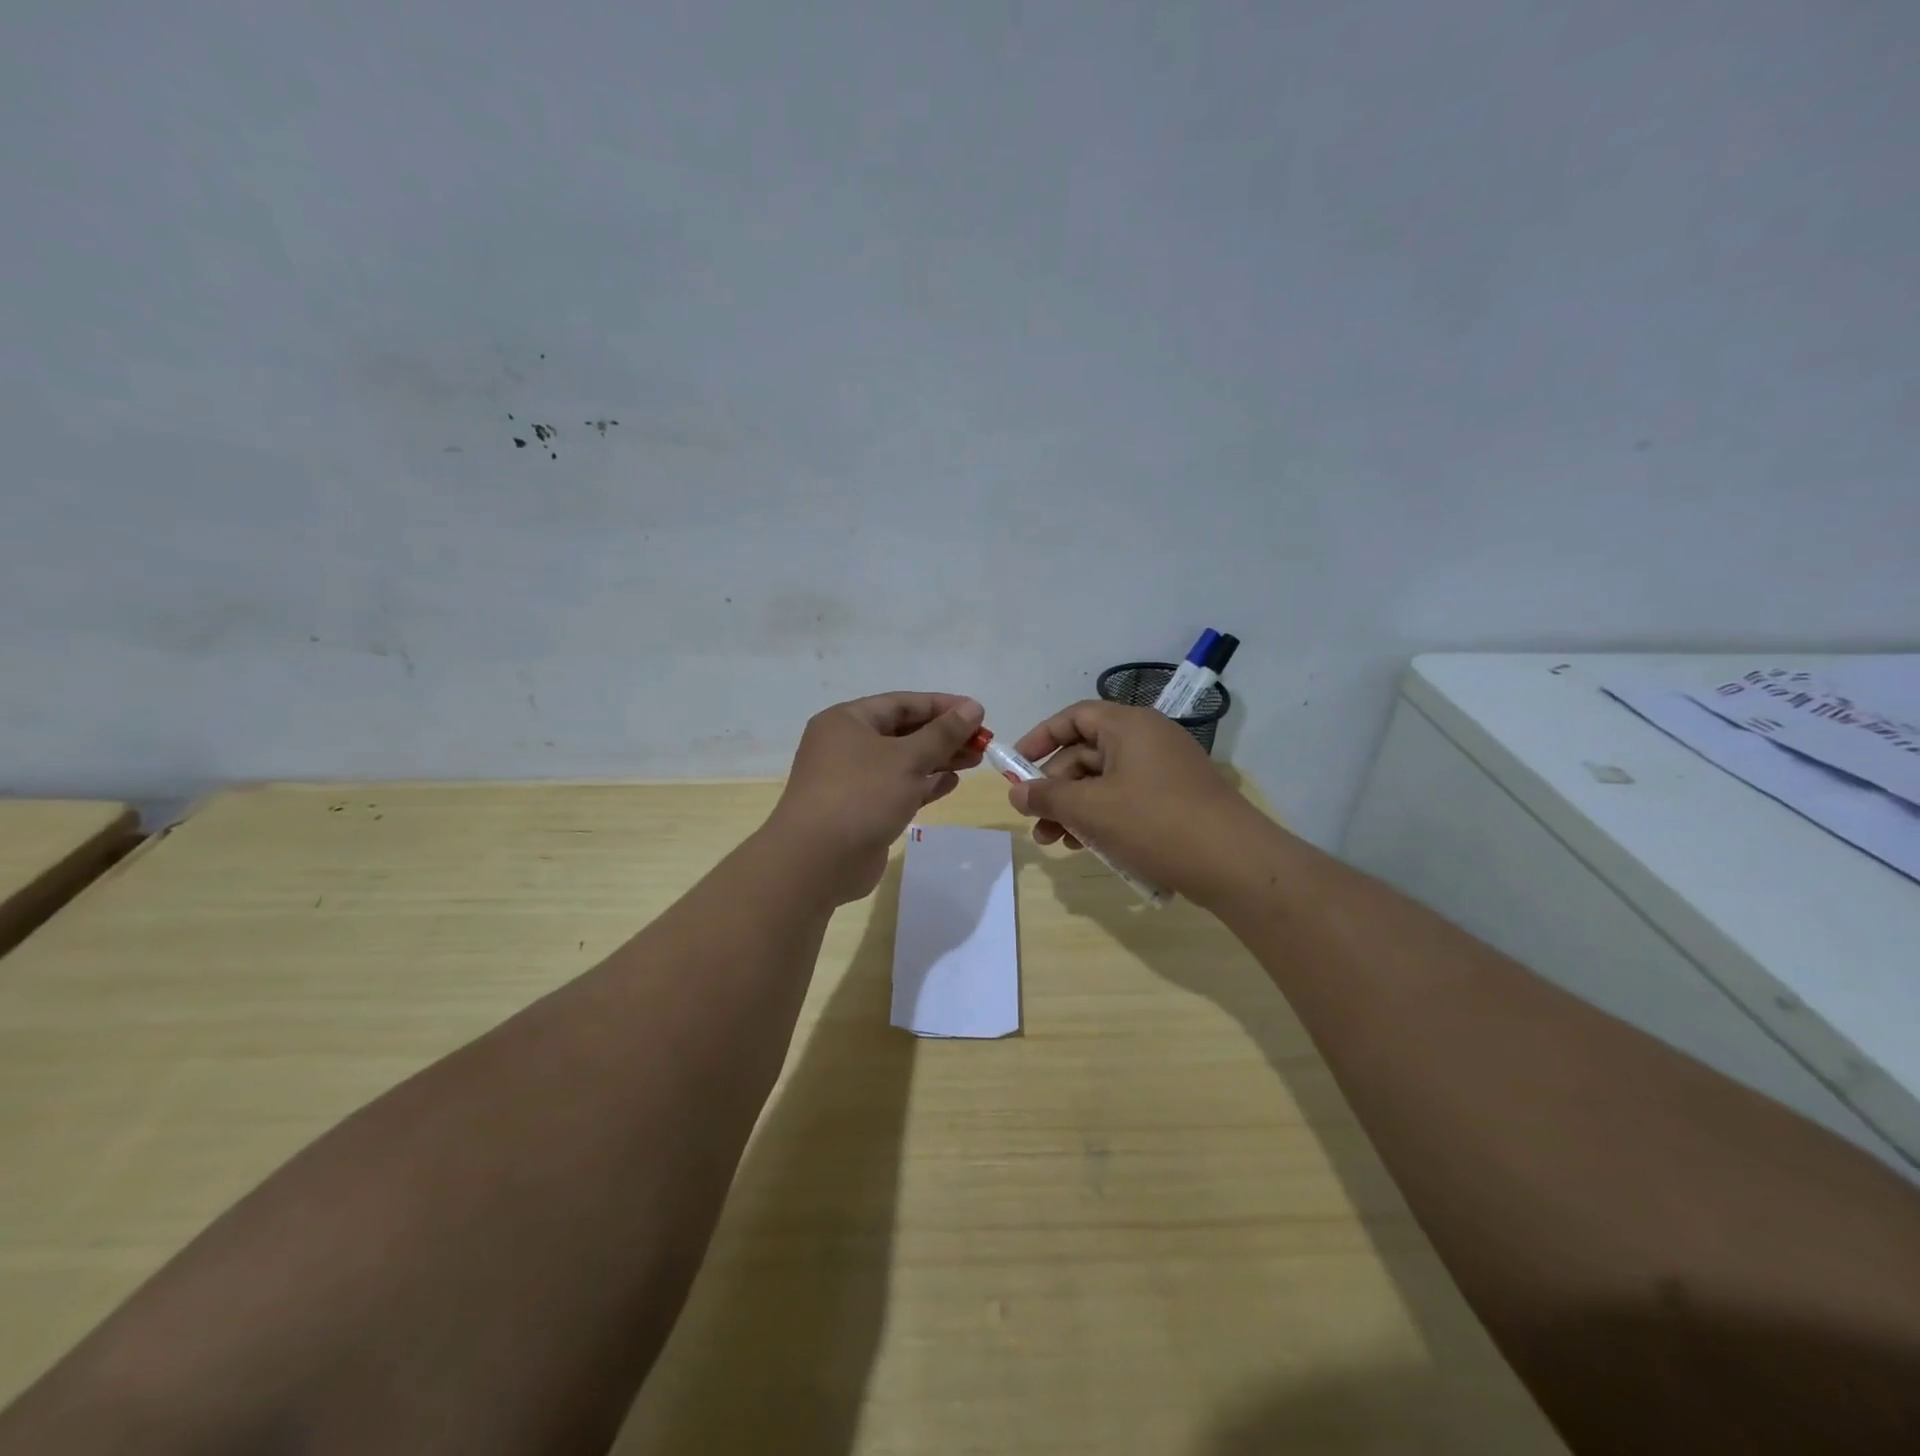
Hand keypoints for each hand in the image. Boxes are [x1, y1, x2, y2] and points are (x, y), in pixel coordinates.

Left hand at [765, 692, 986, 904]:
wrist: (817, 862)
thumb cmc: (861, 795)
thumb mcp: (907, 758)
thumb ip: (943, 733)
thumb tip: (973, 707)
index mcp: (847, 721)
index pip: (902, 703)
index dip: (942, 706)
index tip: (978, 712)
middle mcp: (847, 745)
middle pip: (904, 732)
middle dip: (944, 735)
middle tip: (982, 741)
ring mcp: (853, 779)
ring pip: (903, 761)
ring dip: (939, 759)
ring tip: (976, 760)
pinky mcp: (862, 809)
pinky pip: (898, 788)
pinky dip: (924, 784)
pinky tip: (951, 783)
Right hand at [1006, 700, 1268, 904]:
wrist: (1236, 864)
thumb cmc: (1155, 824)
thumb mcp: (1091, 810)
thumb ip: (1047, 797)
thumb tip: (1016, 792)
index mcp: (1129, 726)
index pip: (1074, 717)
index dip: (1040, 738)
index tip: (1015, 767)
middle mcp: (1148, 739)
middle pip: (1086, 754)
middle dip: (1055, 789)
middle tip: (1035, 823)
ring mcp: (1166, 771)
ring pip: (1105, 782)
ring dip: (1076, 810)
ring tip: (1058, 844)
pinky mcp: (1176, 800)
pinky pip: (1128, 800)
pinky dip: (1104, 819)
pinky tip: (1090, 849)